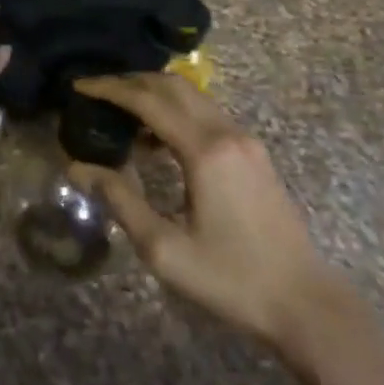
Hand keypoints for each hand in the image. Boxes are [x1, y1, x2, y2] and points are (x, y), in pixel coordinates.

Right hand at [70, 73, 333, 345]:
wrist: (305, 303)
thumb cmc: (231, 279)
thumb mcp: (164, 249)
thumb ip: (120, 200)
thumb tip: (78, 168)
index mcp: (205, 151)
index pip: (149, 101)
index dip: (110, 89)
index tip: (79, 85)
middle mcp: (227, 133)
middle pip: (172, 86)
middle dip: (131, 81)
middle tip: (97, 91)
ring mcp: (246, 141)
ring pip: (192, 96)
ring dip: (154, 93)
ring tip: (120, 111)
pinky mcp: (254, 154)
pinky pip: (207, 114)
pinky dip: (176, 111)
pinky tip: (156, 138)